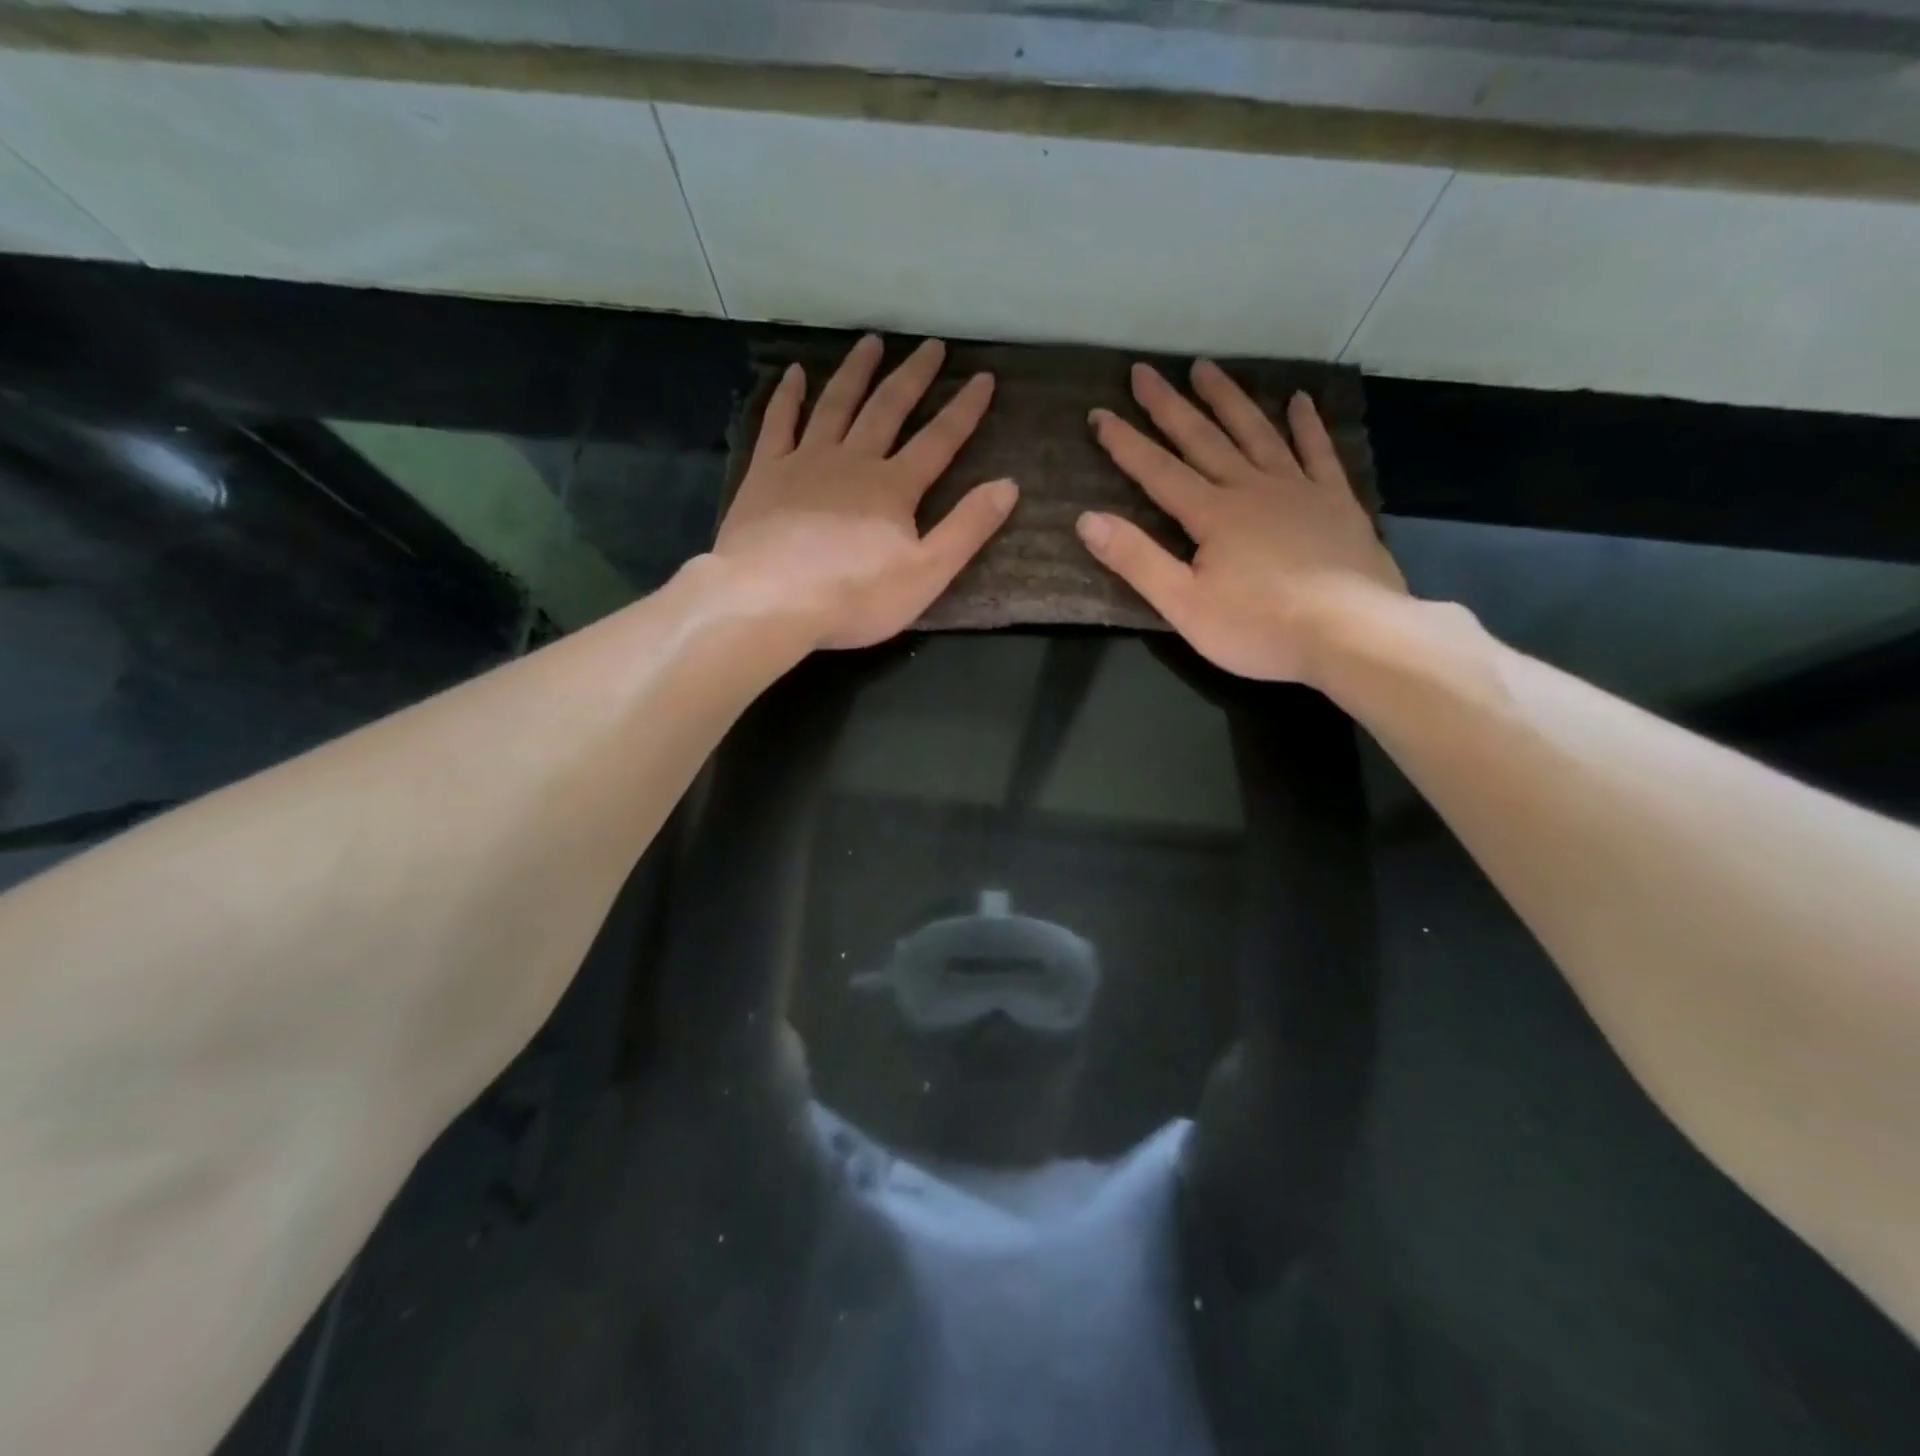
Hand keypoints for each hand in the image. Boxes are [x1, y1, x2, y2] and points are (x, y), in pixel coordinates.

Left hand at [712, 335, 1016, 650]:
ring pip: (836, 404)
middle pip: (888, 409)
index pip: (939, 440)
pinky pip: (779, 423)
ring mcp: (805, 461)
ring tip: (872, 341)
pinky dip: (789, 396)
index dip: (964, 409)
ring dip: (857, 372)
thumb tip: (1009, 485)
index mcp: (894, 487)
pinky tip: (794, 373)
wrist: (770, 599)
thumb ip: (967, 528)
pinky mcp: (766, 473)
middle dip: (913, 376)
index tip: (983, 377)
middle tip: (931, 345)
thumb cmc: (854, 596)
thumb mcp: (927, 573)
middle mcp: (853, 460)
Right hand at [1079, 361, 1406, 685]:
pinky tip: (1299, 400)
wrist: (1351, 635)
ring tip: (1205, 368)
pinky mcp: (1336, 502)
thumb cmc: (1260, 628)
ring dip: (1228, 400)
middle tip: (1145, 371)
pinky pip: (1317, 452)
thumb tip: (1087, 520)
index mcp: (1212, 514)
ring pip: (1256, 433)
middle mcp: (1252, 489)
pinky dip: (1306, 424)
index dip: (1126, 443)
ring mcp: (1298, 490)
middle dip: (1169, 406)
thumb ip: (1137, 560)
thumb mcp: (1184, 605)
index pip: (1158, 471)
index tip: (1099, 414)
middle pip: (1203, 439)